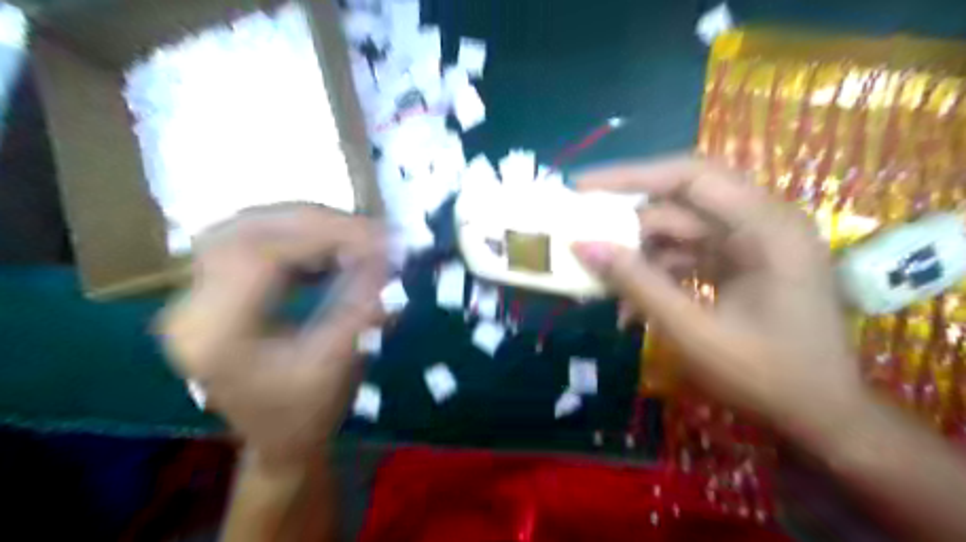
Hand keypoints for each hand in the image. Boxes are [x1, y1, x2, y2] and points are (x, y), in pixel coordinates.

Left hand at [159, 206, 385, 466]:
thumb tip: (388, 255)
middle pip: (246, 231)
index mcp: (213, 334)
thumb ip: (360, 305)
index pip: (259, 255)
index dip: (323, 235)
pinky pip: (253, 242)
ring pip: (247, 229)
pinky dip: (297, 237)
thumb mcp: (336, 362)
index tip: (377, 236)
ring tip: (353, 237)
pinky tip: (329, 249)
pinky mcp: (214, 290)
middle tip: (369, 231)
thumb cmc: (305, 414)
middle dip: (315, 223)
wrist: (277, 442)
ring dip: (306, 225)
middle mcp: (191, 306)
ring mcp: (197, 295)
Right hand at [572, 155, 859, 422]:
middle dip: (627, 221)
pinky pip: (686, 256)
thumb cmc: (768, 375)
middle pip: (679, 202)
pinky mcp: (739, 264)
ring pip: (677, 231)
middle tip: (580, 232)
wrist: (821, 416)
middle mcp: (760, 223)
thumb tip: (583, 246)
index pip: (689, 176)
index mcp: (766, 227)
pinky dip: (655, 275)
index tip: (581, 186)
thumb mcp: (693, 331)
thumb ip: (637, 284)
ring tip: (600, 281)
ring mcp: (750, 244)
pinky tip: (630, 306)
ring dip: (638, 255)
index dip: (630, 176)